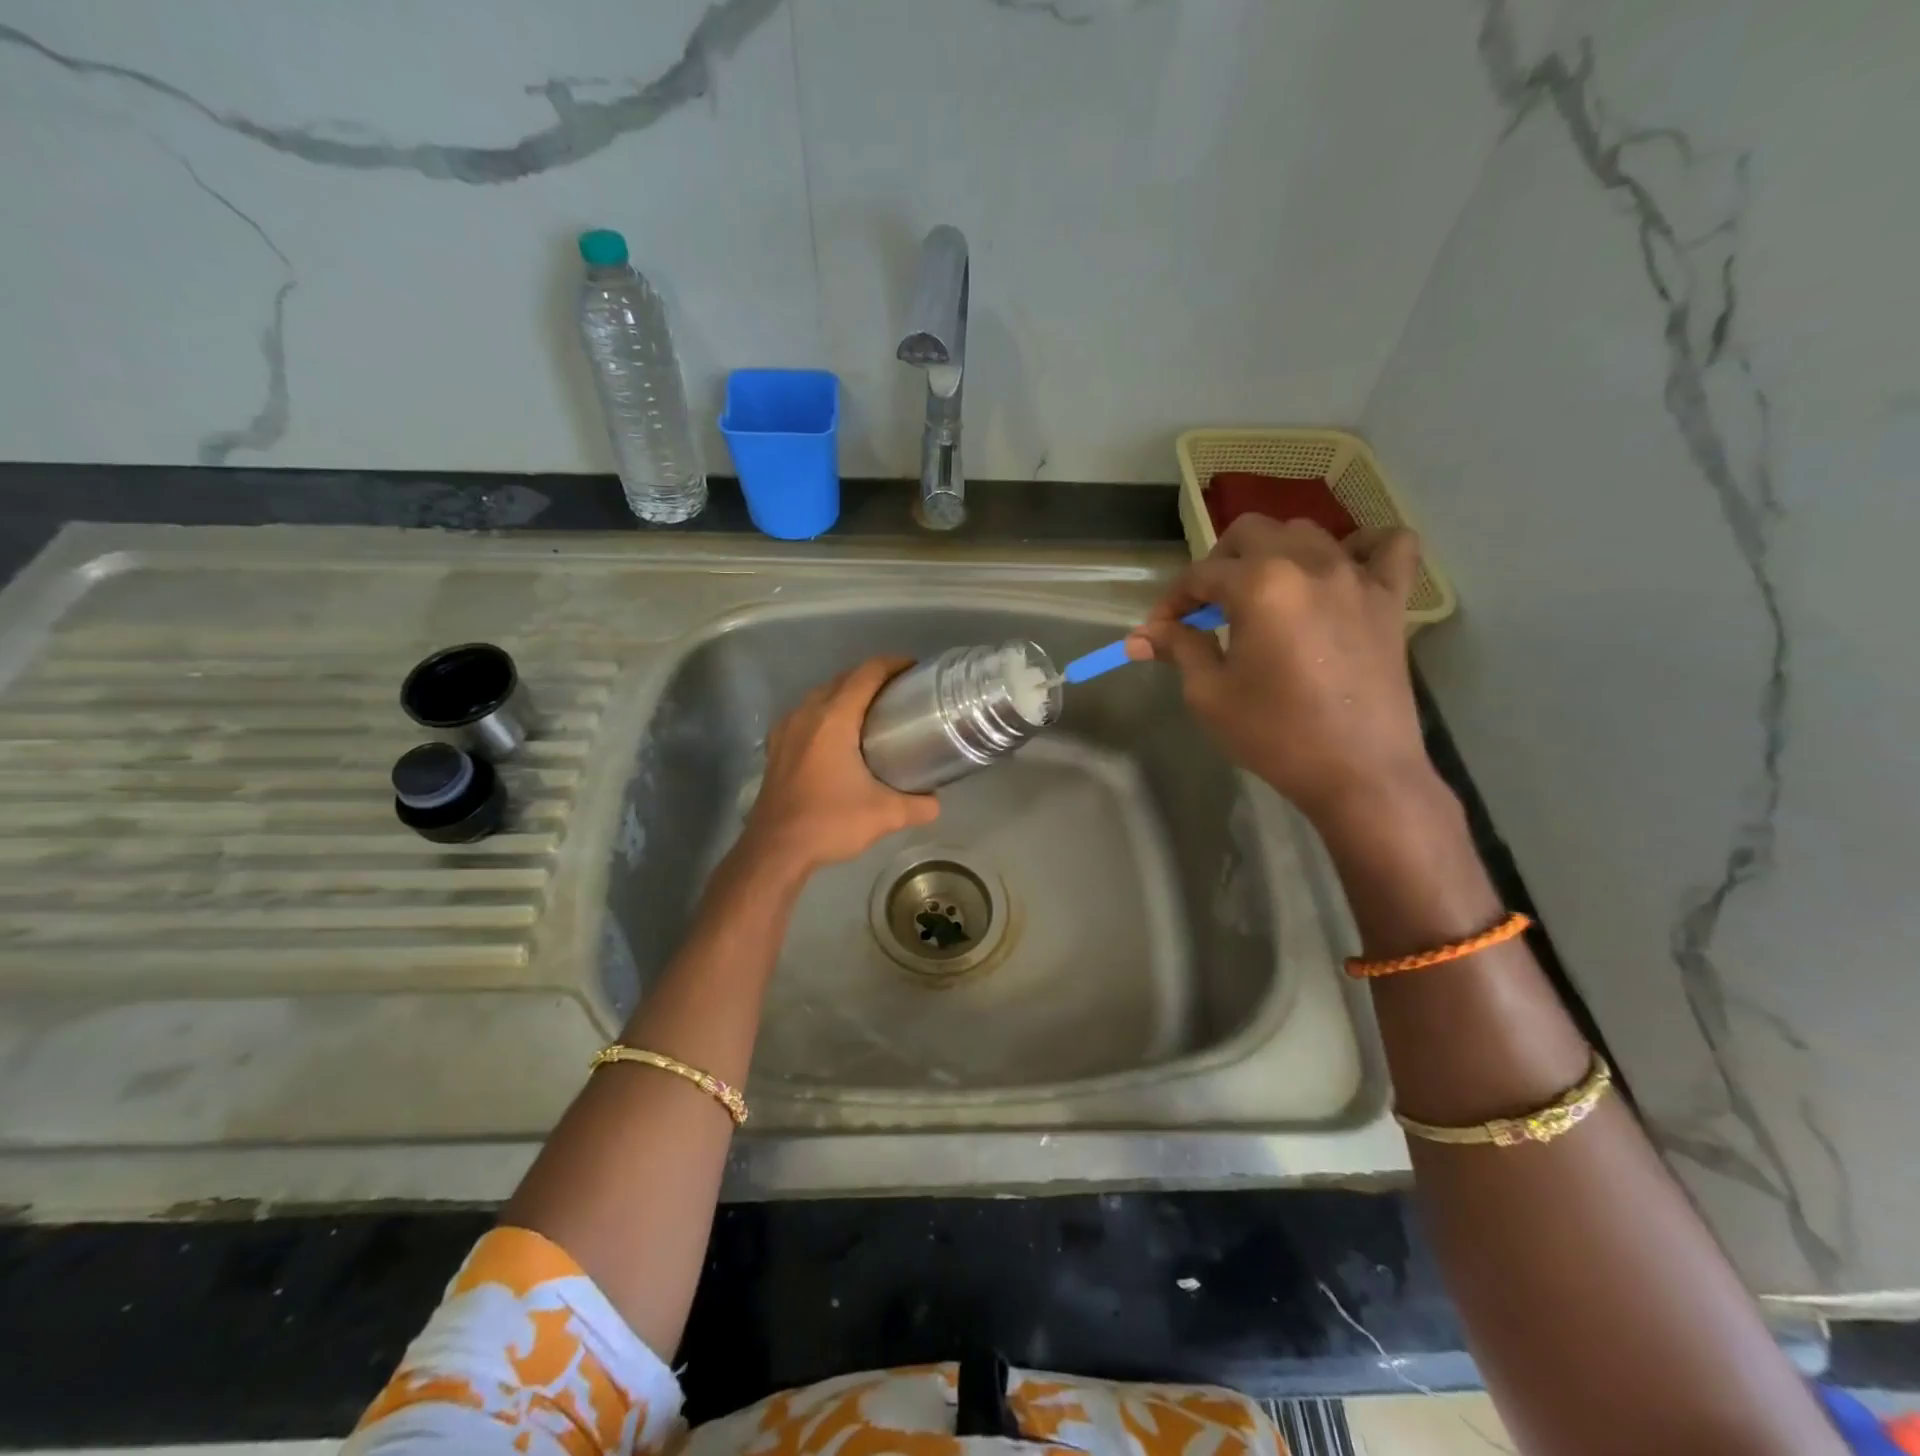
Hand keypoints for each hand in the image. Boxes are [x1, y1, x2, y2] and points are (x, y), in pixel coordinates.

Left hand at [740, 656, 939, 874]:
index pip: (866, 674)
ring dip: (846, 693)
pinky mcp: (776, 747)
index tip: (914, 668)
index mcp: (833, 719)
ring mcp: (786, 729)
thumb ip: (918, 805)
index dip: (892, 664)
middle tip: (900, 691)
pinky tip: (839, 735)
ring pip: (820, 695)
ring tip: (873, 710)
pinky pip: (805, 714)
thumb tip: (935, 802)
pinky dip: (826, 712)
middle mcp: (806, 714)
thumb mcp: (885, 815)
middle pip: (842, 679)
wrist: (775, 850)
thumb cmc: (829, 823)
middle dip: (872, 677)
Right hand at [1125, 516, 1432, 825]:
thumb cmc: (1274, 734)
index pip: (1200, 574)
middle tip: (1207, 607)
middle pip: (1250, 533)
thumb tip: (1140, 636)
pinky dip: (1362, 547)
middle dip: (1218, 563)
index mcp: (1259, 585)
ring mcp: (1357, 576)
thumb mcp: (1210, 694)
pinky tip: (1341, 571)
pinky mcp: (1392, 599)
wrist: (1358, 772)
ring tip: (1262, 593)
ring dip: (1273, 553)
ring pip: (1307, 532)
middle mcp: (1309, 564)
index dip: (1171, 601)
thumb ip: (1178, 649)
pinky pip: (1388, 546)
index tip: (1158, 632)